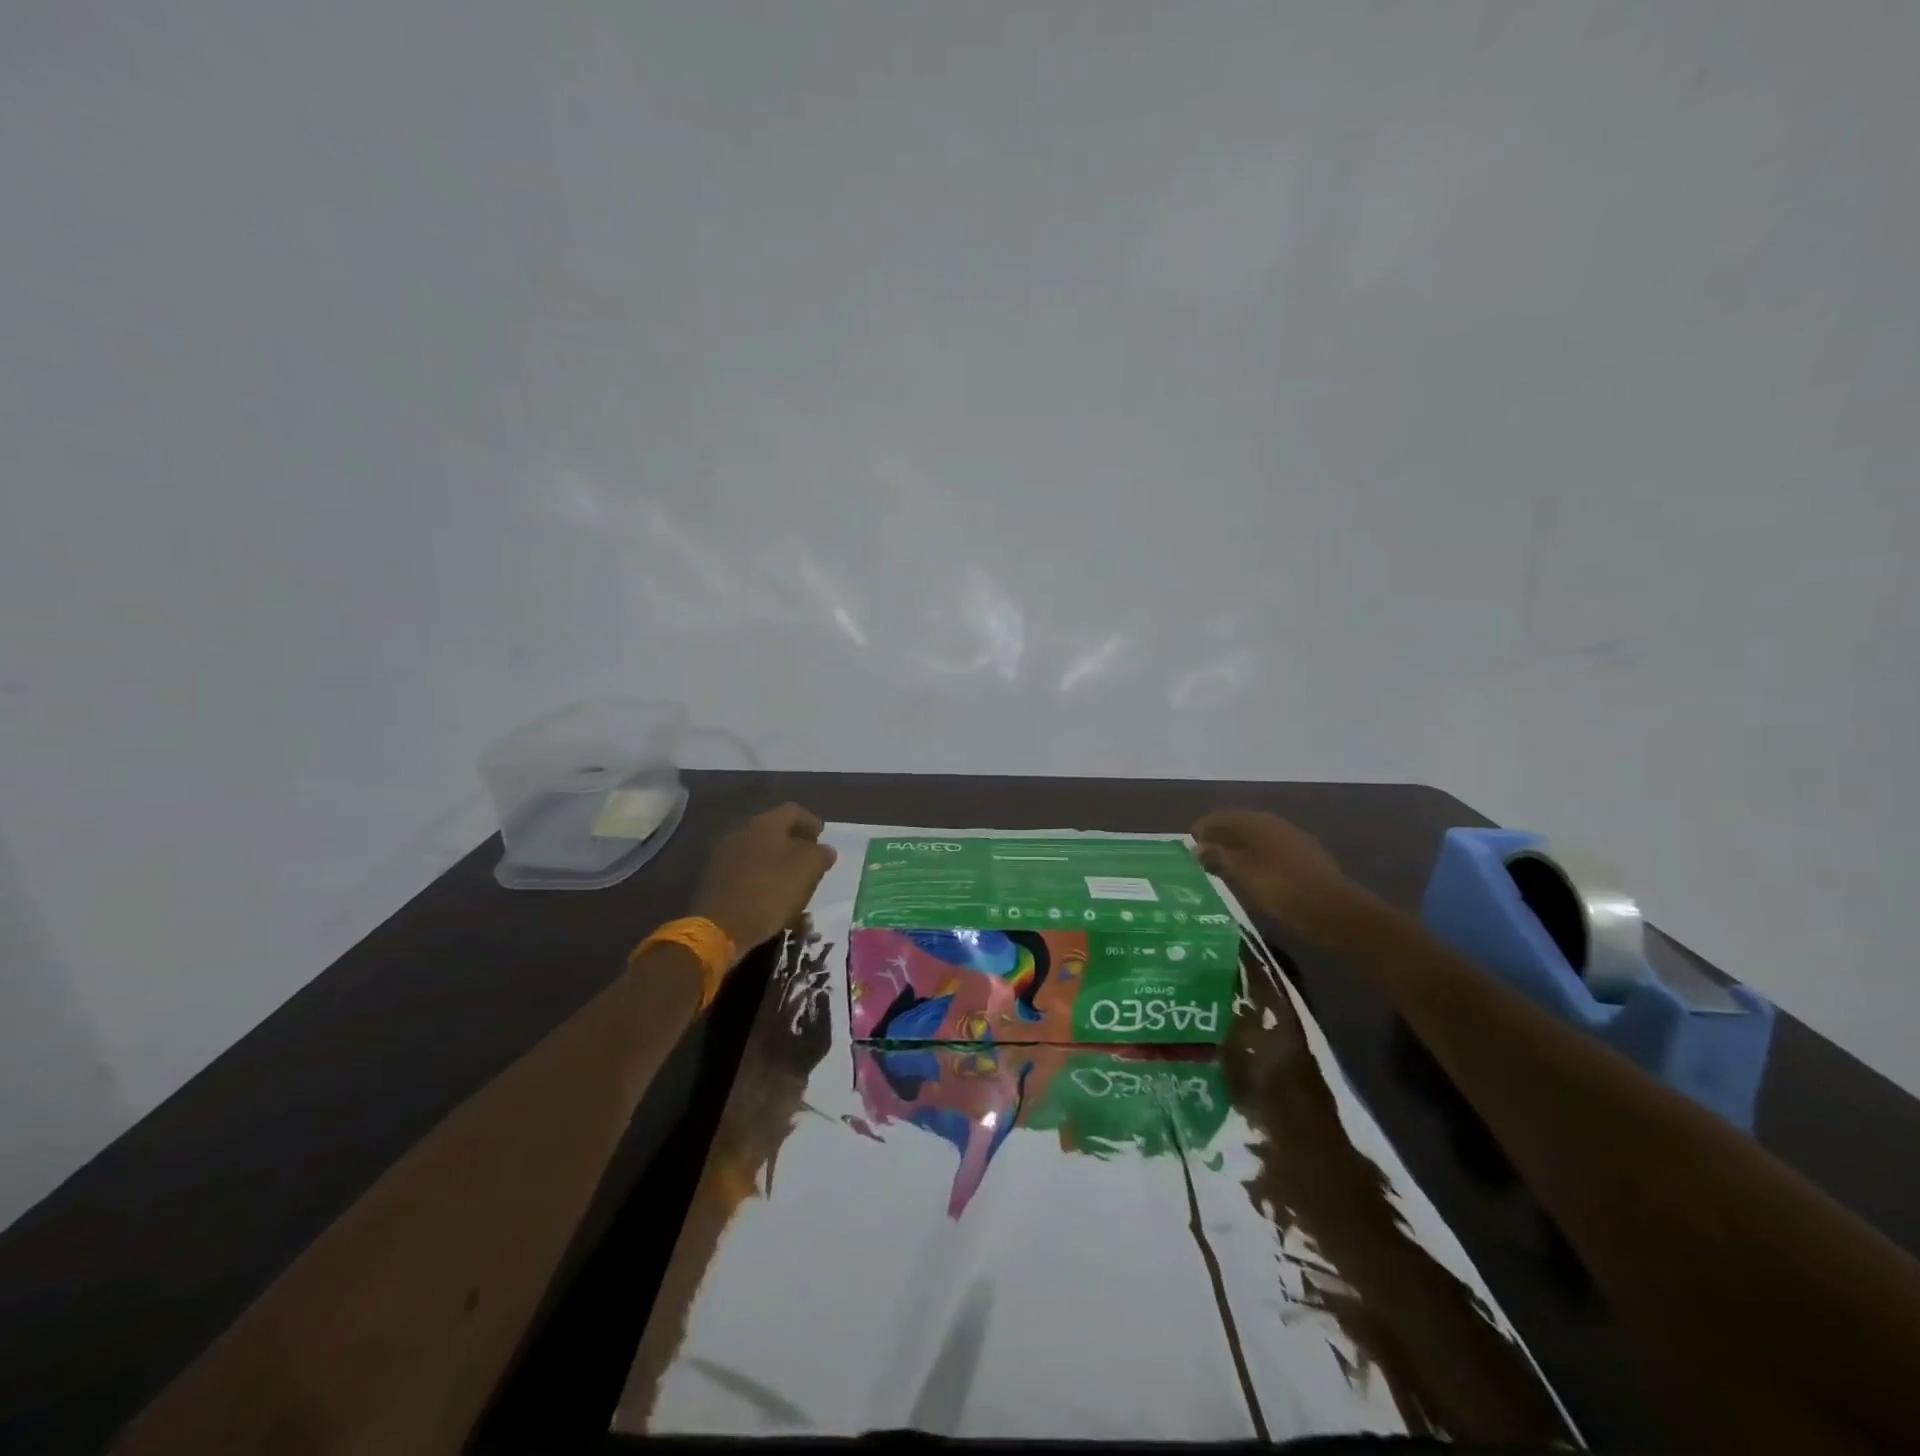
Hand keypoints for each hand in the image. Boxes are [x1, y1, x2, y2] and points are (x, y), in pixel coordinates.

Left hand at [692, 804, 836, 963]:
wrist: (720, 927)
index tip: (822, 838)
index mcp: (765, 823)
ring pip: (760, 851)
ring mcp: (725, 855)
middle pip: (775, 830)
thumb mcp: (807, 871)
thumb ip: (820, 855)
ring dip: (778, 862)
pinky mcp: (716, 879)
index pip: (794, 811)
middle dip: (795, 844)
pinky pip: (746, 870)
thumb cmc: (770, 891)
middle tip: (810, 861)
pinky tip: (772, 896)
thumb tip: (825, 850)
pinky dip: (762, 878)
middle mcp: (742, 832)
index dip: (812, 823)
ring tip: (794, 882)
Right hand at [1192, 809, 1363, 942]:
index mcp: (1257, 822)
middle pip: (1239, 825)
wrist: (1336, 913)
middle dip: (1219, 838)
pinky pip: (1270, 852)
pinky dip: (1254, 859)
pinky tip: (1251, 876)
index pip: (1221, 816)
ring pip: (1256, 839)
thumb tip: (1197, 847)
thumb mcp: (1243, 875)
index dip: (1203, 828)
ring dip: (1237, 849)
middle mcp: (1274, 824)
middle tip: (1201, 858)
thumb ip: (1218, 857)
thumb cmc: (1282, 890)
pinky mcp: (1305, 858)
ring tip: (1222, 869)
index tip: (1189, 845)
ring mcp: (1293, 840)